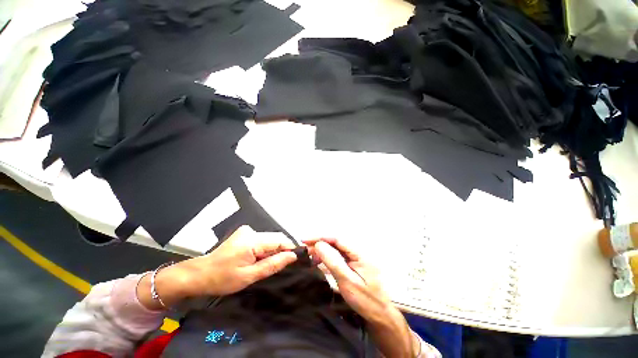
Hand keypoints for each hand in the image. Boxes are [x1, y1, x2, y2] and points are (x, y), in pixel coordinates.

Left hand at [138, 226, 296, 309]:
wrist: (198, 274)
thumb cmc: (222, 279)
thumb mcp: (249, 276)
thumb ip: (273, 264)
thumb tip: (292, 256)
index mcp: (252, 240)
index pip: (280, 239)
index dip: (290, 248)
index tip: (296, 259)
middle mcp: (251, 231)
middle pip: (275, 238)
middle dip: (281, 250)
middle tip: (281, 266)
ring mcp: (246, 231)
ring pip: (269, 239)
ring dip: (272, 250)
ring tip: (266, 265)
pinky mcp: (243, 234)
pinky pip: (261, 240)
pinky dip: (264, 249)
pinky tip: (257, 260)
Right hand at [304, 238, 418, 357]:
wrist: (379, 316)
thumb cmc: (365, 300)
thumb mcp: (347, 281)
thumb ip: (333, 261)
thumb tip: (319, 245)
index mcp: (359, 253)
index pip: (337, 239)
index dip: (321, 237)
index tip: (305, 240)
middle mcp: (357, 252)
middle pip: (335, 243)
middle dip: (320, 244)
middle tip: (305, 249)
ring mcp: (355, 259)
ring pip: (335, 250)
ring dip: (322, 252)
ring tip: (310, 256)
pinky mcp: (352, 266)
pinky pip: (337, 258)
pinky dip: (327, 259)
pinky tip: (318, 262)